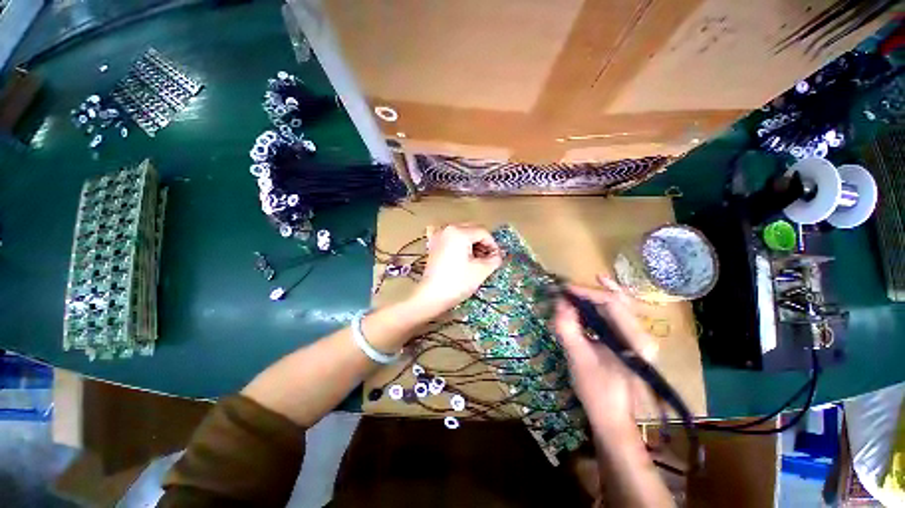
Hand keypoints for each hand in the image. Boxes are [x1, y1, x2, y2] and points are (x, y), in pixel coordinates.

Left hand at [410, 224, 502, 317]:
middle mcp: (448, 229)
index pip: (483, 232)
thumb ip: (494, 259)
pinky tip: (457, 249)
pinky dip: (455, 241)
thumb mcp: (481, 270)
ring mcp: (438, 236)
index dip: (493, 245)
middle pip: (472, 230)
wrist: (432, 296)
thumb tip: (497, 255)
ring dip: (470, 242)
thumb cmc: (458, 282)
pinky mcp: (432, 245)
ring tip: (475, 259)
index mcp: (460, 232)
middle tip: (487, 258)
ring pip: (461, 233)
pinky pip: (447, 237)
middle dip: (482, 243)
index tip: (497, 258)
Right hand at [554, 274, 657, 432]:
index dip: (587, 293)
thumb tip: (559, 302)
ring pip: (618, 307)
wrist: (612, 419)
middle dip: (591, 292)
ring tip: (577, 289)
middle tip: (568, 288)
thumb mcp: (578, 358)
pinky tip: (588, 302)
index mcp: (636, 341)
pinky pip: (615, 317)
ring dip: (595, 296)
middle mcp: (642, 336)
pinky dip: (599, 308)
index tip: (564, 290)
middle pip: (617, 301)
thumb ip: (568, 328)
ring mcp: (638, 339)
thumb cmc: (597, 392)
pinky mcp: (629, 343)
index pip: (612, 304)